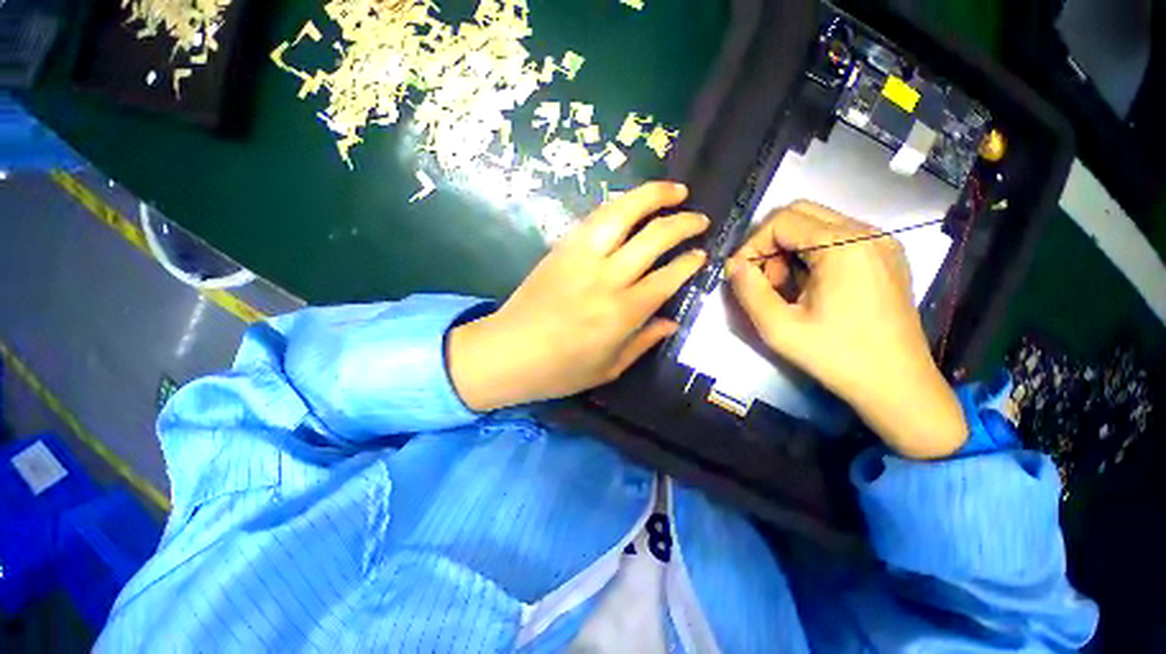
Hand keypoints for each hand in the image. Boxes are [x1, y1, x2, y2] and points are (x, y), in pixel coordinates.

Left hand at [448, 182, 708, 411]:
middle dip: (683, 223)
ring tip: (675, 190)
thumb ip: (644, 342)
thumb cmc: (559, 371)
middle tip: (699, 218)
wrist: (506, 353)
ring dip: (652, 196)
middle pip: (654, 237)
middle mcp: (607, 278)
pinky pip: (595, 218)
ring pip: (623, 213)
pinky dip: (619, 205)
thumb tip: (672, 321)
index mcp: (622, 312)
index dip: (690, 262)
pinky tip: (632, 204)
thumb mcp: (609, 368)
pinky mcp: (561, 249)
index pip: (668, 276)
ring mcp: (581, 257)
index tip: (702, 255)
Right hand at [727, 201, 966, 458]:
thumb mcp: (778, 328)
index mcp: (844, 246)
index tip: (742, 276)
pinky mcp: (885, 257)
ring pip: (817, 225)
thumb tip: (732, 264)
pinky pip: (837, 239)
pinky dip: (812, 256)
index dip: (752, 245)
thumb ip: (748, 290)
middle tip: (764, 281)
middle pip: (801, 214)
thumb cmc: (836, 357)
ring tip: (786, 289)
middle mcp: (867, 233)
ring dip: (790, 251)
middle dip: (770, 244)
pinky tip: (810, 288)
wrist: (898, 386)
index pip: (781, 220)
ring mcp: (881, 243)